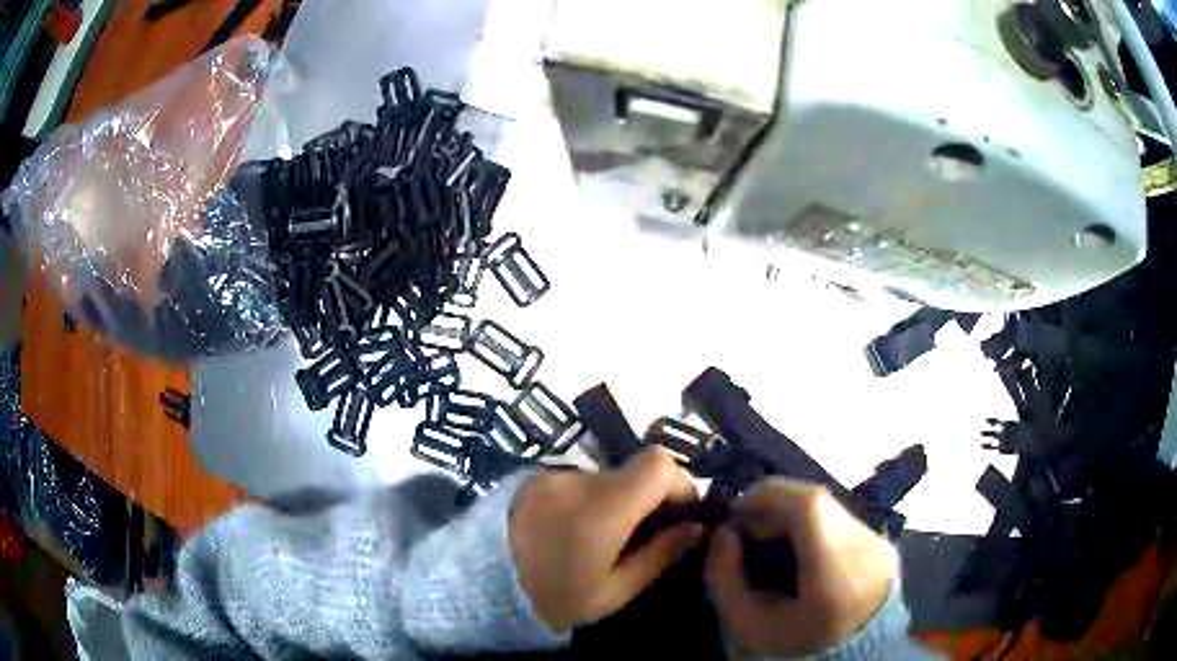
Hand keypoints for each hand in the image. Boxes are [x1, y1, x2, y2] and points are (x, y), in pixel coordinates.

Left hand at [510, 448, 703, 631]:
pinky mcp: (532, 477)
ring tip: (603, 538)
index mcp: (602, 508)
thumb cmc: (552, 598)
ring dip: (618, 500)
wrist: (479, 587)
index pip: (658, 464)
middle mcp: (578, 480)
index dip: (681, 482)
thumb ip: (659, 556)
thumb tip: (696, 528)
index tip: (681, 514)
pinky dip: (590, 499)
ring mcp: (551, 474)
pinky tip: (575, 530)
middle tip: (646, 535)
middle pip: (634, 471)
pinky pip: (578, 481)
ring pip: (607, 477)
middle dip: (650, 498)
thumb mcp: (613, 592)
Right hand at [705, 478, 897, 657]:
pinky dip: (810, 528)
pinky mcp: (880, 544)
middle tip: (745, 533)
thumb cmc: (793, 649)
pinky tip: (795, 555)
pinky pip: (839, 521)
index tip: (733, 517)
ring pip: (827, 507)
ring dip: (791, 516)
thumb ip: (725, 578)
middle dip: (773, 507)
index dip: (764, 497)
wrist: (848, 660)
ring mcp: (877, 541)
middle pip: (815, 501)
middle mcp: (865, 544)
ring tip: (768, 545)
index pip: (806, 505)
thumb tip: (723, 533)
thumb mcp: (747, 625)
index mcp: (835, 566)